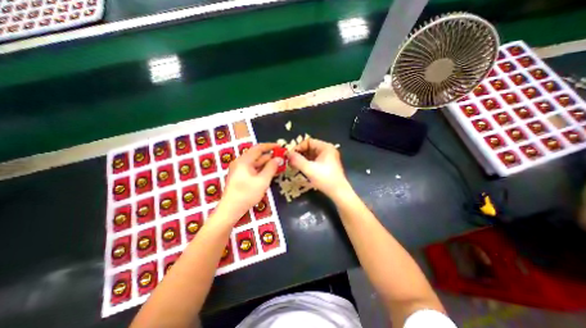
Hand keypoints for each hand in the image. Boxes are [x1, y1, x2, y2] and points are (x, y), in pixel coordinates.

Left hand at [220, 143, 280, 220]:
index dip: (270, 146)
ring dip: (267, 164)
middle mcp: (240, 162)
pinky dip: (262, 169)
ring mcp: (239, 169)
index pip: (258, 148)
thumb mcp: (262, 181)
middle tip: (282, 158)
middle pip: (257, 155)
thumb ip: (271, 168)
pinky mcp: (240, 176)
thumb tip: (279, 158)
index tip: (280, 147)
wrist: (230, 209)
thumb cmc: (247, 194)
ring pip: (256, 163)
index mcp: (244, 161)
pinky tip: (270, 172)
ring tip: (279, 165)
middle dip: (270, 156)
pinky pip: (253, 169)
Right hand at [288, 137, 351, 199]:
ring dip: (302, 159)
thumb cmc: (325, 179)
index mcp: (325, 147)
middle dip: (299, 153)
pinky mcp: (327, 164)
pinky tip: (301, 168)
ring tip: (294, 165)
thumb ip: (297, 160)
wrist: (338, 192)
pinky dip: (307, 163)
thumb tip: (287, 154)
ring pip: (311, 154)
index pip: (308, 142)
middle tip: (290, 161)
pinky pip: (314, 160)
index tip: (290, 155)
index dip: (298, 147)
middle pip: (310, 147)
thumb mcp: (309, 169)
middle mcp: (327, 150)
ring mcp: (328, 157)